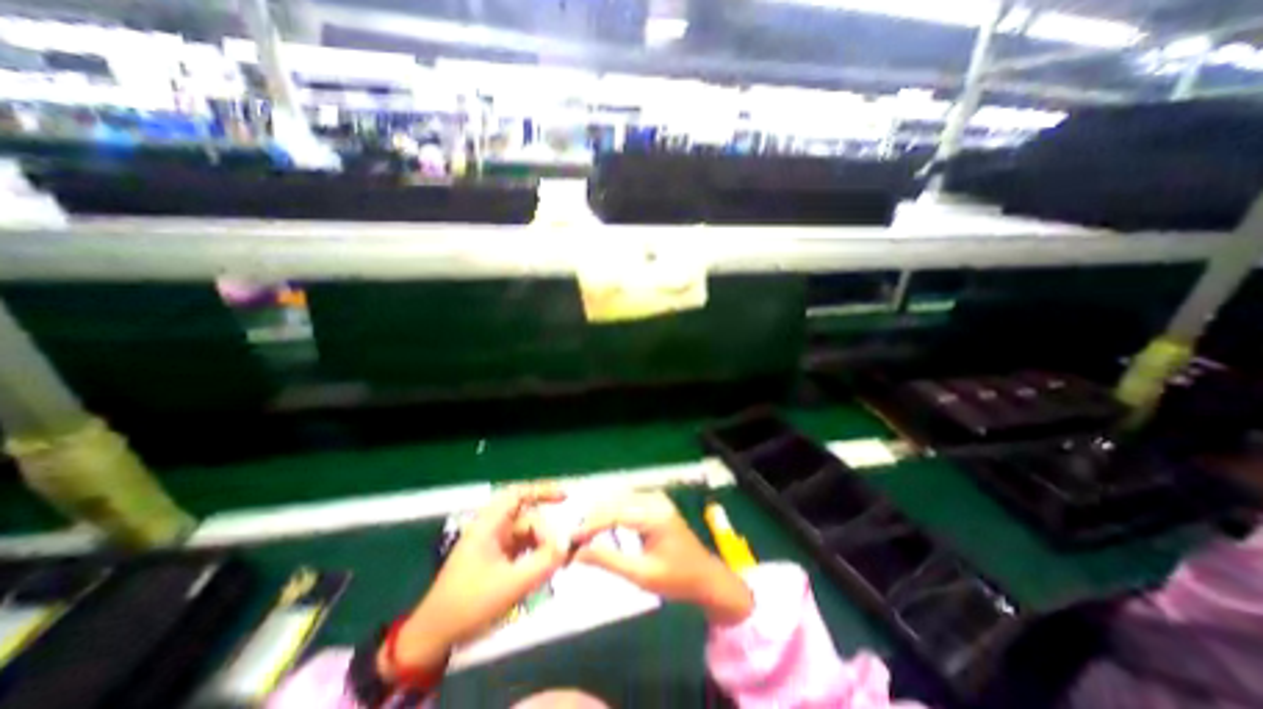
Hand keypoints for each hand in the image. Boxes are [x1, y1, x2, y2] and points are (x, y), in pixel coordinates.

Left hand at [380, 485, 566, 678]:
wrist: (434, 637)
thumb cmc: (468, 605)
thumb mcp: (510, 585)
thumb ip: (542, 562)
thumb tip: (567, 544)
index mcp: (489, 525)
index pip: (518, 495)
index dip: (542, 491)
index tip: (565, 498)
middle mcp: (492, 529)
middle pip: (528, 519)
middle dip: (548, 533)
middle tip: (565, 552)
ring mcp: (494, 545)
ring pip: (527, 535)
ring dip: (543, 546)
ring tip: (559, 563)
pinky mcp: (496, 560)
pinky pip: (522, 550)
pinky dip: (536, 556)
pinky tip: (546, 569)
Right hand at [577, 495, 759, 623]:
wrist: (705, 576)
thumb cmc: (676, 579)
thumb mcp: (642, 575)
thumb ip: (609, 561)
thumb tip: (578, 553)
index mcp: (655, 515)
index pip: (615, 512)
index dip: (590, 524)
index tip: (570, 539)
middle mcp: (654, 500)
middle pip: (614, 501)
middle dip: (591, 518)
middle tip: (572, 540)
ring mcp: (655, 498)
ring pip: (618, 499)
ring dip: (599, 514)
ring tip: (582, 535)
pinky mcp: (654, 502)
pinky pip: (626, 501)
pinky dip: (610, 512)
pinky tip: (599, 526)